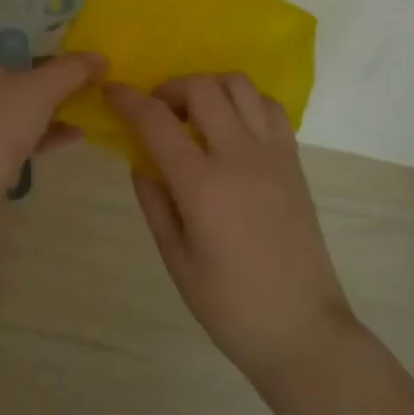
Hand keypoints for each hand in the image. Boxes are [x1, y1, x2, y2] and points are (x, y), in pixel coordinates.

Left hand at [0, 26, 104, 201]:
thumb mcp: (38, 90)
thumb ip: (71, 70)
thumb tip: (100, 57)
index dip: (13, 15)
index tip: (45, 13)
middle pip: (2, 60)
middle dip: (38, 58)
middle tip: (72, 49)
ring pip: (10, 97)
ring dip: (43, 96)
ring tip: (81, 89)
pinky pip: (14, 129)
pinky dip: (41, 128)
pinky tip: (75, 131)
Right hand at [107, 74, 354, 384]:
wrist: (303, 330)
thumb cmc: (230, 306)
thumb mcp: (176, 260)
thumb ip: (154, 202)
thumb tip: (140, 161)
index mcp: (203, 186)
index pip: (156, 121)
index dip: (128, 100)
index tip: (110, 92)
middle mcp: (239, 157)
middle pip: (201, 87)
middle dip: (169, 88)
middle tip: (157, 112)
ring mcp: (272, 154)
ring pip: (239, 85)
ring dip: (208, 87)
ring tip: (195, 114)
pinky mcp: (293, 161)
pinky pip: (268, 106)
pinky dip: (244, 101)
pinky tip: (231, 127)